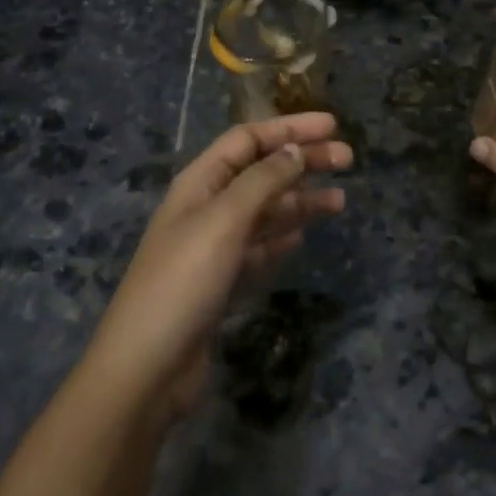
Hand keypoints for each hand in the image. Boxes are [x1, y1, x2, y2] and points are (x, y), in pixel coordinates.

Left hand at [84, 113, 351, 421]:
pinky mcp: (221, 282)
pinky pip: (260, 247)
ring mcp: (213, 246)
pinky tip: (303, 236)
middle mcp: (207, 206)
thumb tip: (294, 150)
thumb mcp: (224, 221)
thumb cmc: (183, 281)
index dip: (289, 128)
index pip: (248, 139)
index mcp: (200, 182)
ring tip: (341, 202)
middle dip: (303, 161)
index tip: (332, 126)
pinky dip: (282, 236)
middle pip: (261, 171)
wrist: (147, 369)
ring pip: (265, 210)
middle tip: (348, 160)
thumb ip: (262, 181)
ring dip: (301, 201)